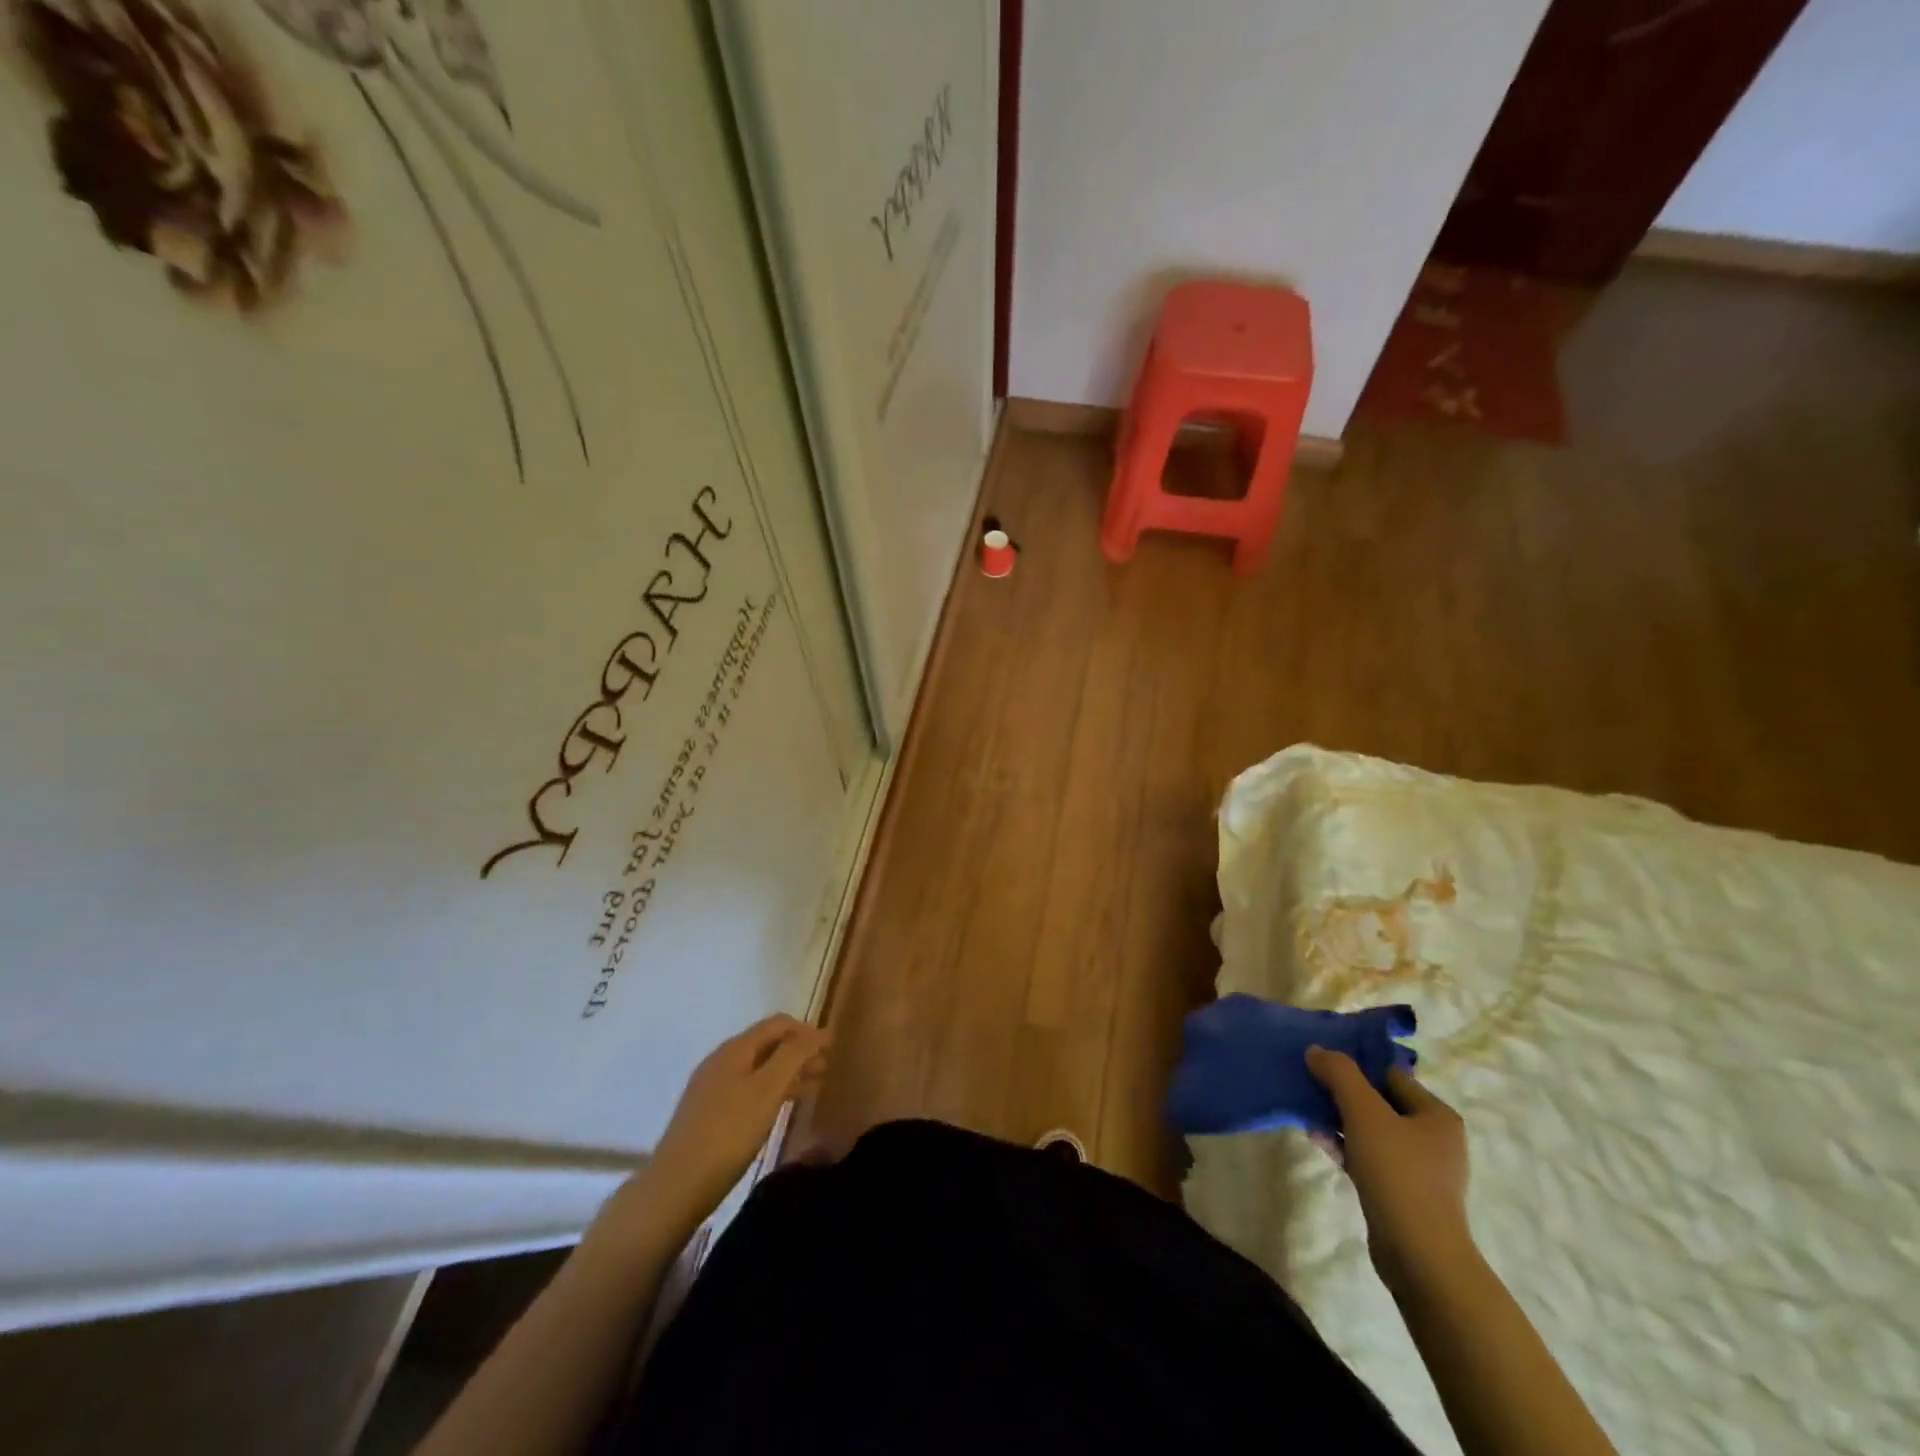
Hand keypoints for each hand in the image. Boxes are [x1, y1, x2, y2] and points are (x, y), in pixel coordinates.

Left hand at [615, 1015, 829, 1240]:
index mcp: (735, 1049)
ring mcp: (711, 1087)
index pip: (778, 1024)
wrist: (675, 1186)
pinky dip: (770, 1090)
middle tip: (826, 1067)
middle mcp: (721, 1060)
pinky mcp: (707, 1113)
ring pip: (758, 1068)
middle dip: (799, 1051)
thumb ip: (794, 1056)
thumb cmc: (728, 1133)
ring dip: (787, 1071)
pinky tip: (780, 1108)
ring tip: (812, 1086)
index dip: (807, 1030)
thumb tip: (817, 1032)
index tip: (832, 1046)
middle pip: (767, 1044)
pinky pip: (747, 1088)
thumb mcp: (768, 1090)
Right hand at [1306, 1046, 1474, 1292]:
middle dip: (1342, 1094)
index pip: (1390, 1074)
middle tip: (1309, 1085)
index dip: (1356, 1065)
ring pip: (1371, 1130)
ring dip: (1338, 1119)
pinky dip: (1344, 1146)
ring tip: (1306, 1112)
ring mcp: (1419, 1168)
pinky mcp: (1402, 1192)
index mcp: (1437, 1115)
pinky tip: (1317, 1140)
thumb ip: (1340, 1074)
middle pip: (1379, 1101)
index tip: (1321, 1062)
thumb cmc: (1398, 1174)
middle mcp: (1434, 1138)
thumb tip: (1317, 1050)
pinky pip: (1368, 1156)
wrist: (1419, 1256)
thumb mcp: (1364, 1113)